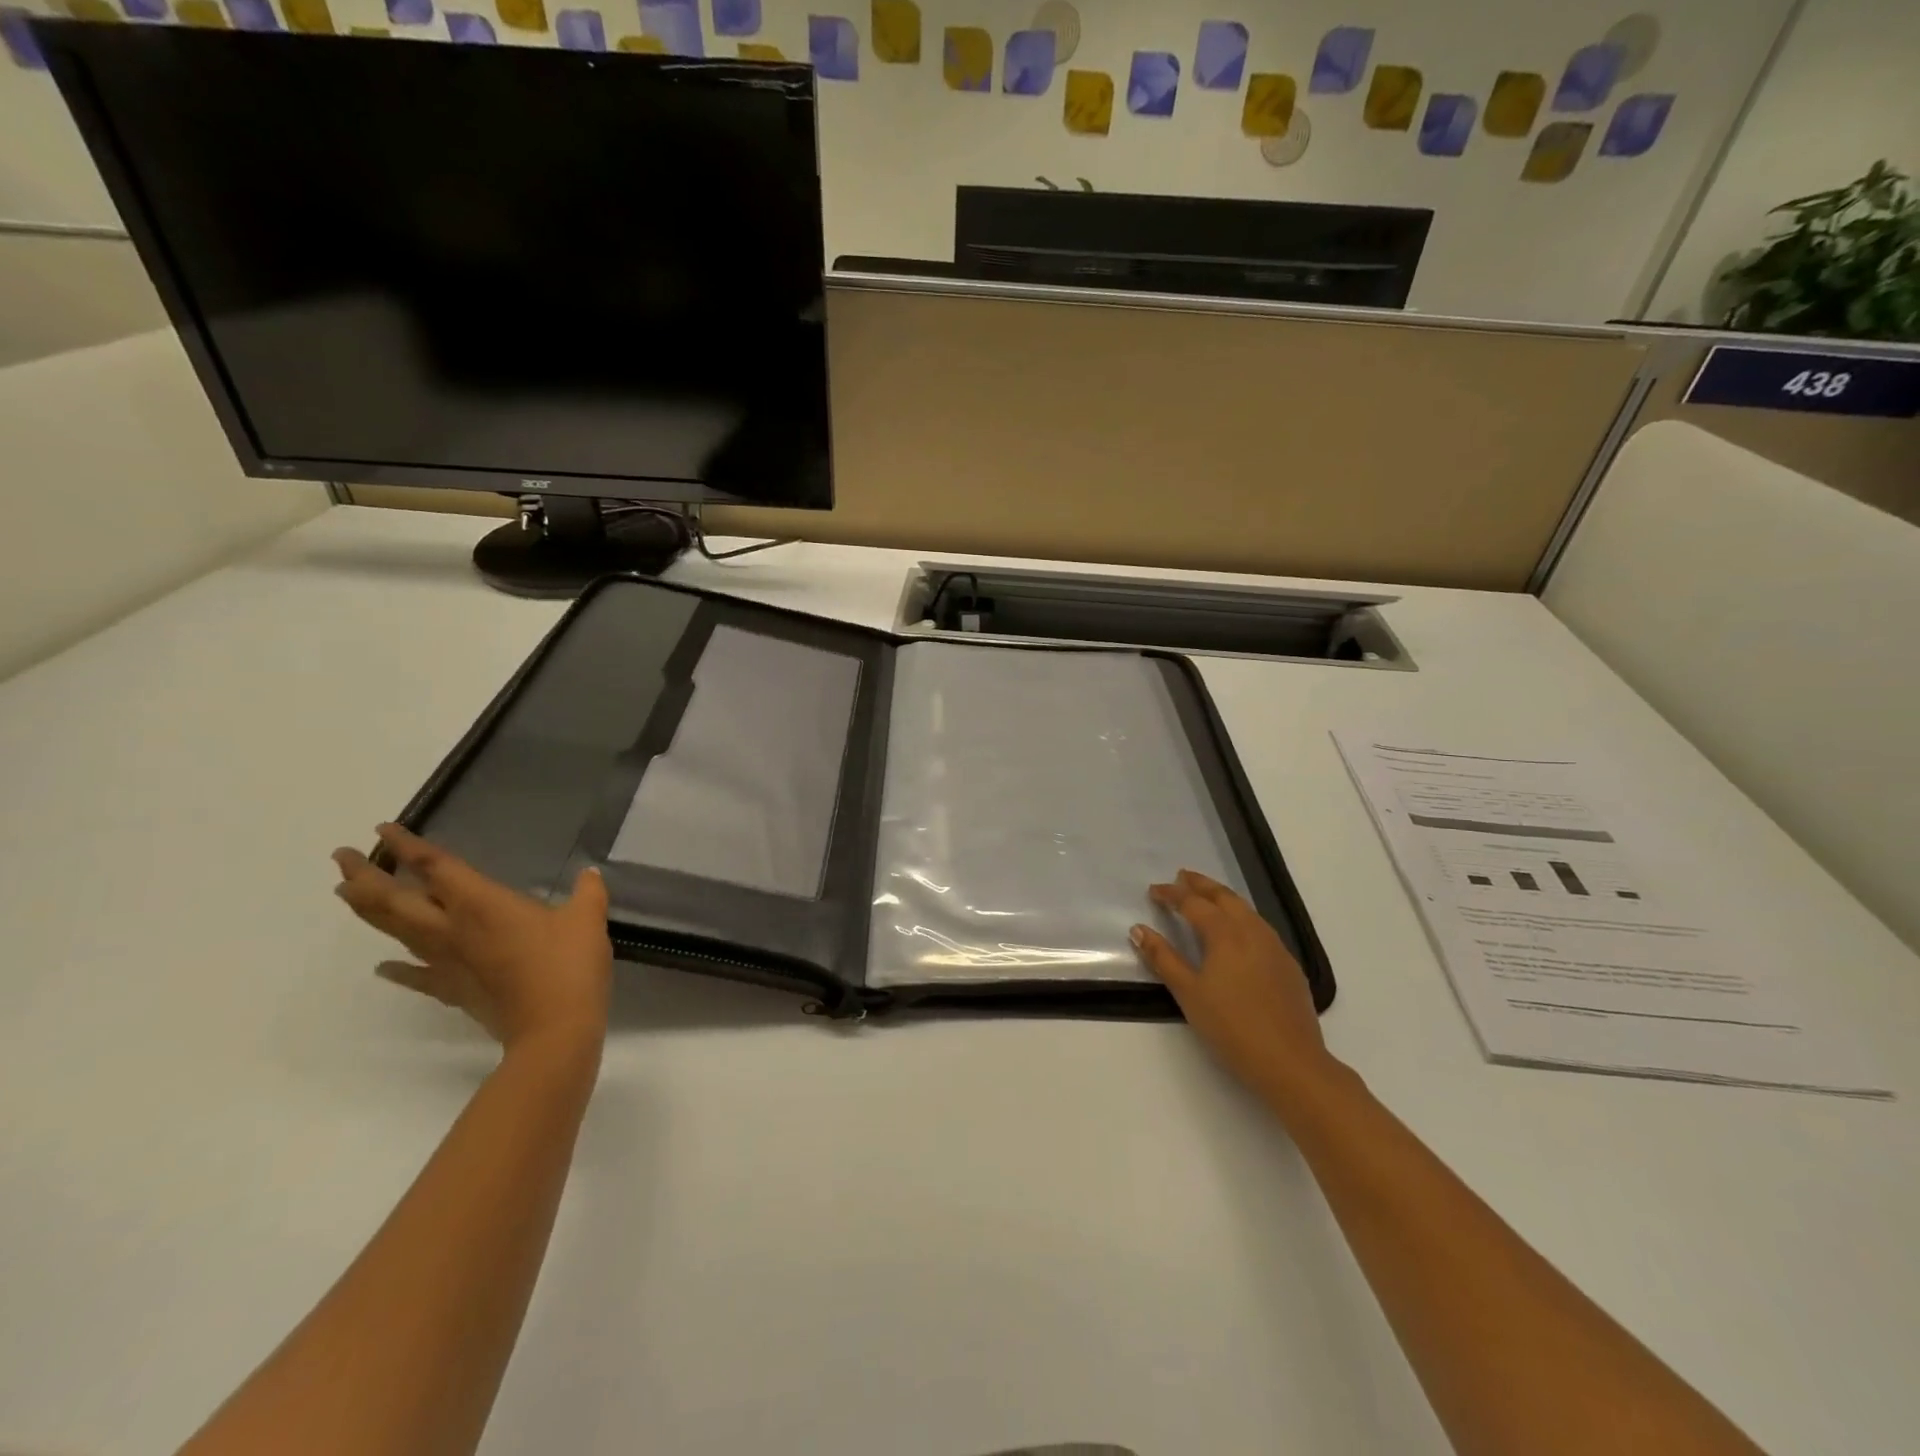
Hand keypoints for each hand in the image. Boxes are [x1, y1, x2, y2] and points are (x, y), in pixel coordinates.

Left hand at [333, 824, 612, 1051]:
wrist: (554, 1027)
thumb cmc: (569, 964)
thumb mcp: (588, 919)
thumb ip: (587, 892)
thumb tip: (589, 875)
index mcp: (481, 903)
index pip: (435, 867)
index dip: (408, 846)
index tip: (384, 828)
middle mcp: (452, 928)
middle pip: (395, 899)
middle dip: (365, 876)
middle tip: (342, 857)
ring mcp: (447, 962)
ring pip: (395, 931)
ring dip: (367, 911)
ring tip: (346, 894)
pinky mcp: (452, 990)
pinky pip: (415, 975)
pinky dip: (396, 969)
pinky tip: (382, 967)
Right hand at [1133, 869, 1338, 1108]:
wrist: (1291, 1062)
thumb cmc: (1232, 1027)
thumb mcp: (1189, 993)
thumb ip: (1163, 958)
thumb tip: (1138, 929)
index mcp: (1225, 934)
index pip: (1193, 903)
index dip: (1171, 894)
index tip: (1153, 891)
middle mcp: (1252, 931)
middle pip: (1224, 897)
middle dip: (1201, 885)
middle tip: (1182, 876)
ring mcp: (1275, 947)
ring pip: (1246, 910)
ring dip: (1223, 898)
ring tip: (1207, 897)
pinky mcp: (1289, 966)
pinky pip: (1261, 928)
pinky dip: (1242, 917)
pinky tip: (1239, 932)